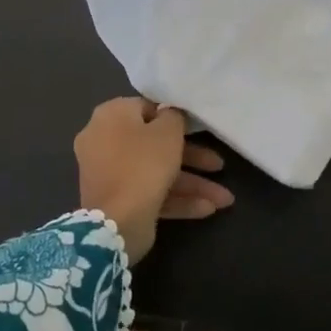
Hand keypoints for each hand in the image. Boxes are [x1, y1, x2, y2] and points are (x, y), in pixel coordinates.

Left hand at [75, 98, 232, 262]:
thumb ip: (174, 116)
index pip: (147, 108)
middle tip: (219, 166)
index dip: (174, 117)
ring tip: (225, 199)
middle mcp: (105, 141)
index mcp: (111, 116)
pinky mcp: (118, 201)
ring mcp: (110, 174)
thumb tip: (170, 114)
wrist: (115, 223)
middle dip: (193, 158)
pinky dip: (177, 199)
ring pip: (156, 172)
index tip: (198, 128)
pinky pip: (149, 192)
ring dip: (192, 184)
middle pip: (155, 144)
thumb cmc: (143, 163)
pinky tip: (208, 209)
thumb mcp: (168, 132)